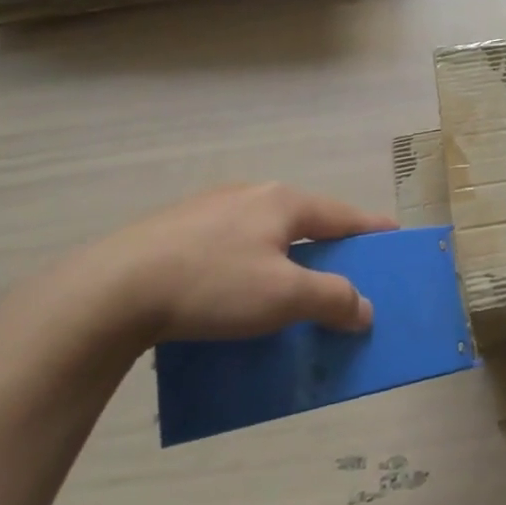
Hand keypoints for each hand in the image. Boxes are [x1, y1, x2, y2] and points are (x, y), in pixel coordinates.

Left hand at [74, 183, 395, 341]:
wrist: (110, 291)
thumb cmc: (212, 285)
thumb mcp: (283, 297)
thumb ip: (333, 299)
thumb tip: (364, 309)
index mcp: (283, 202)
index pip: (344, 215)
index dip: (373, 230)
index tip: (395, 238)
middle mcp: (250, 195)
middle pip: (305, 222)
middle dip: (327, 249)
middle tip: (343, 277)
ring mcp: (209, 210)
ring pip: (265, 235)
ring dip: (286, 261)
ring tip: (289, 293)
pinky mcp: (176, 231)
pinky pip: (231, 247)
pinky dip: (249, 267)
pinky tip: (234, 296)